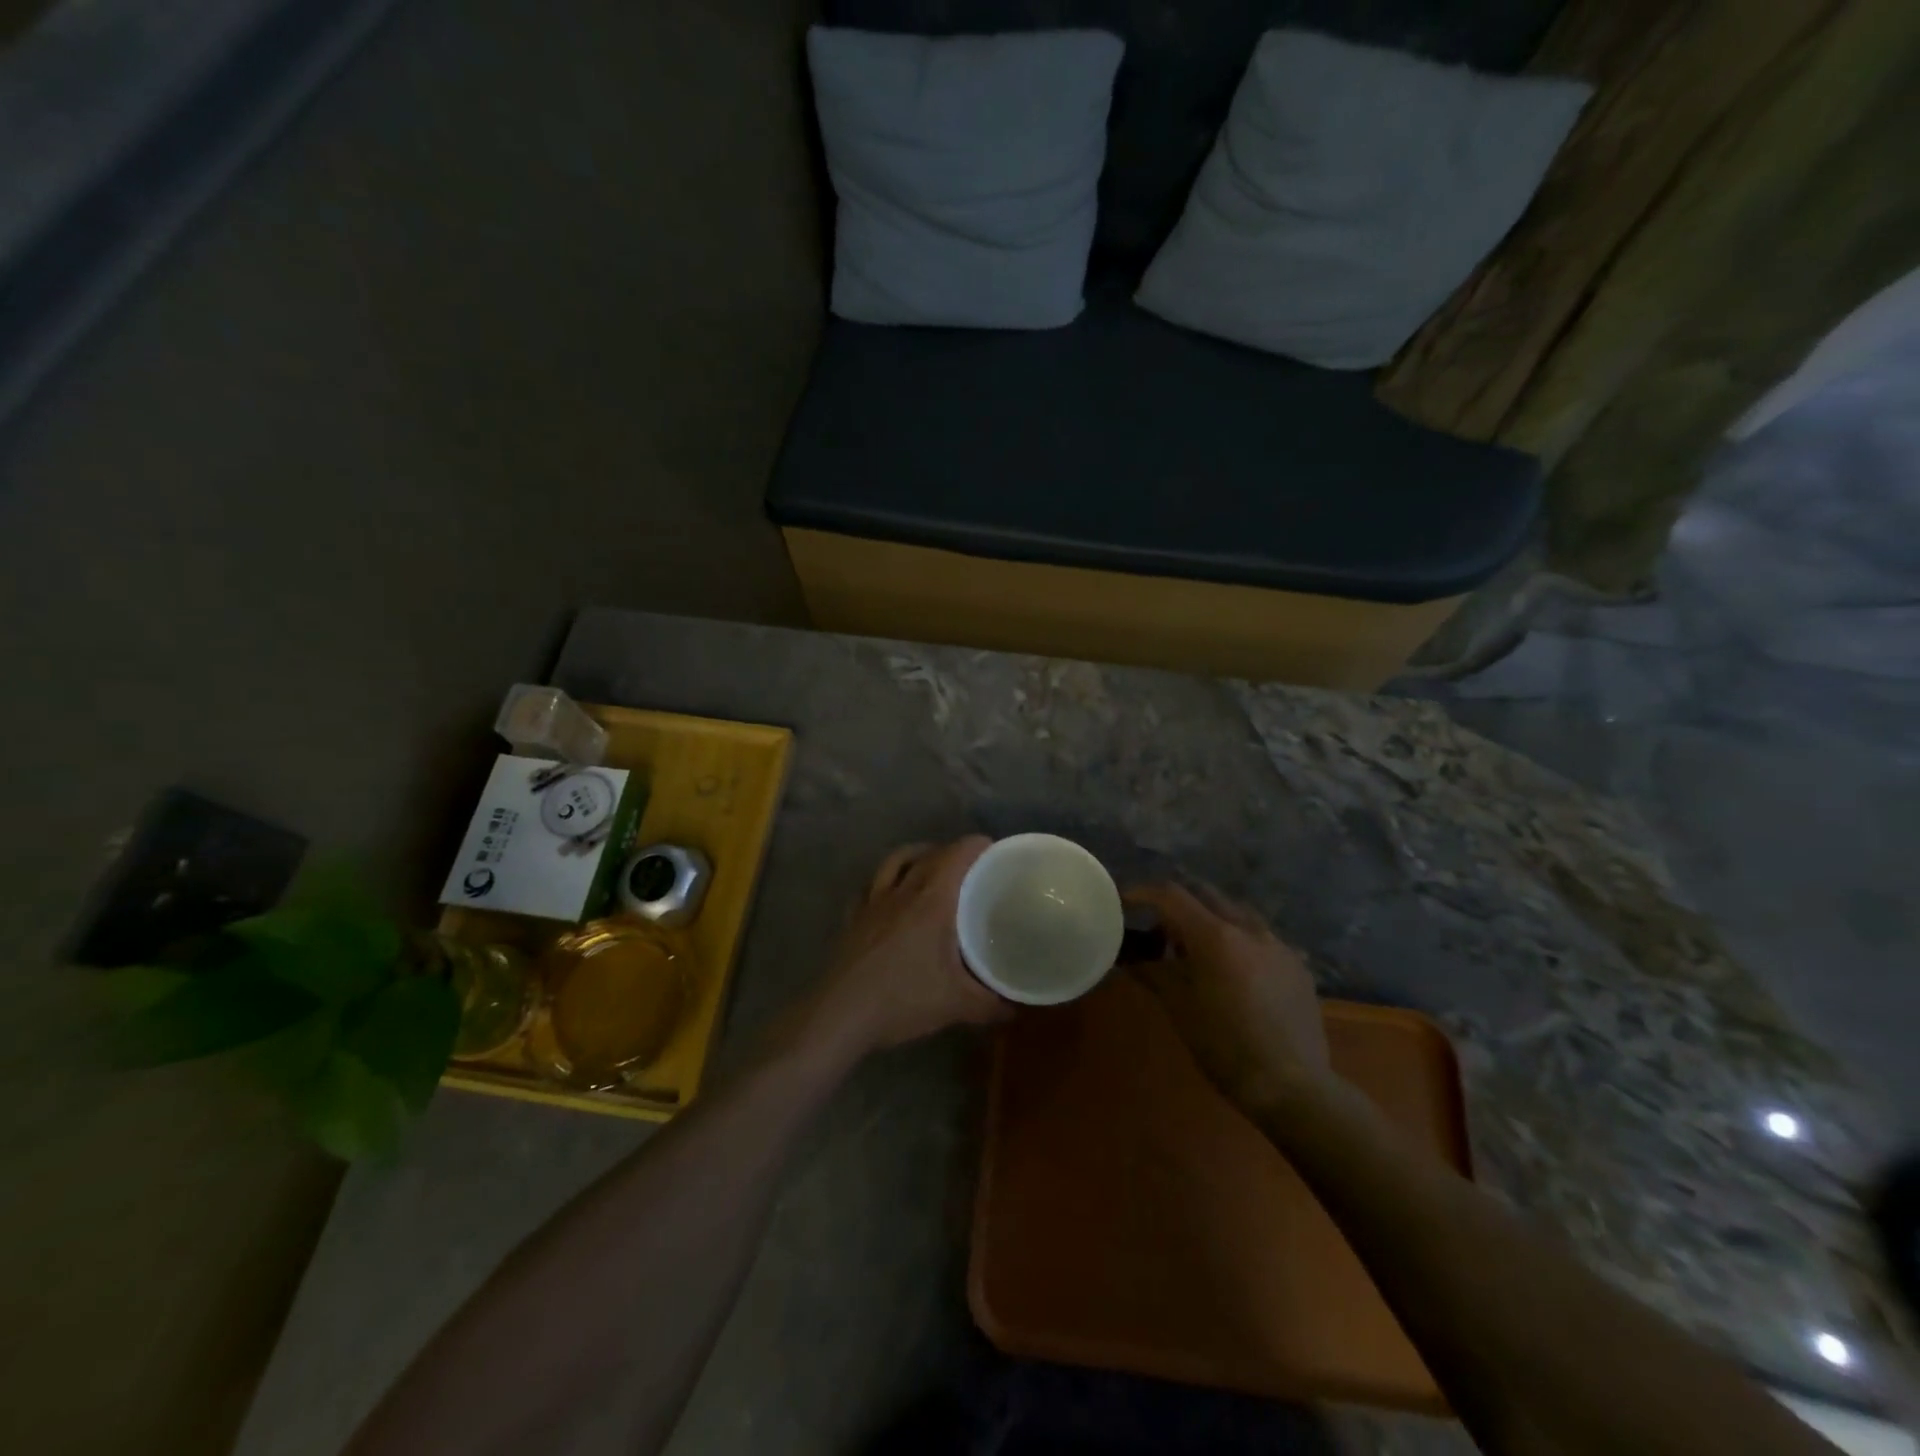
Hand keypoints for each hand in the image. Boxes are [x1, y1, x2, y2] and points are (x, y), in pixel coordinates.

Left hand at [805, 836, 1009, 1056]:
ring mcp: (872, 902)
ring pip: (895, 861)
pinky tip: (891, 897)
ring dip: (916, 856)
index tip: (995, 852)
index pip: (957, 854)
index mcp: (931, 900)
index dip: (977, 846)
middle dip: (953, 852)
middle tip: (973, 868)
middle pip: (929, 853)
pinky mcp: (853, 918)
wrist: (840, 1015)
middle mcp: (901, 890)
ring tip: (931, 868)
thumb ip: (992, 1004)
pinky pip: (871, 885)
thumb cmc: (902, 1000)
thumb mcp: (957, 1004)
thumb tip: (1017, 1009)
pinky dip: (885, 881)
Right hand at [1125, 882, 1330, 1109]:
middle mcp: (1248, 929)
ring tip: (1197, 950)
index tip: (1124, 901)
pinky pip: (1261, 937)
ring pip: (1236, 912)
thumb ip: (1152, 972)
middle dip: (1178, 905)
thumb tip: (1128, 957)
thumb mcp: (1179, 1008)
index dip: (1143, 893)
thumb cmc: (1225, 1046)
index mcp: (1215, 936)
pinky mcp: (1297, 965)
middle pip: (1205, 895)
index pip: (1171, 895)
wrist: (1293, 1086)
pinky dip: (1238, 941)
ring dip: (1211, 920)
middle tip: (1159, 930)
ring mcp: (1277, 945)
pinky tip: (1235, 972)